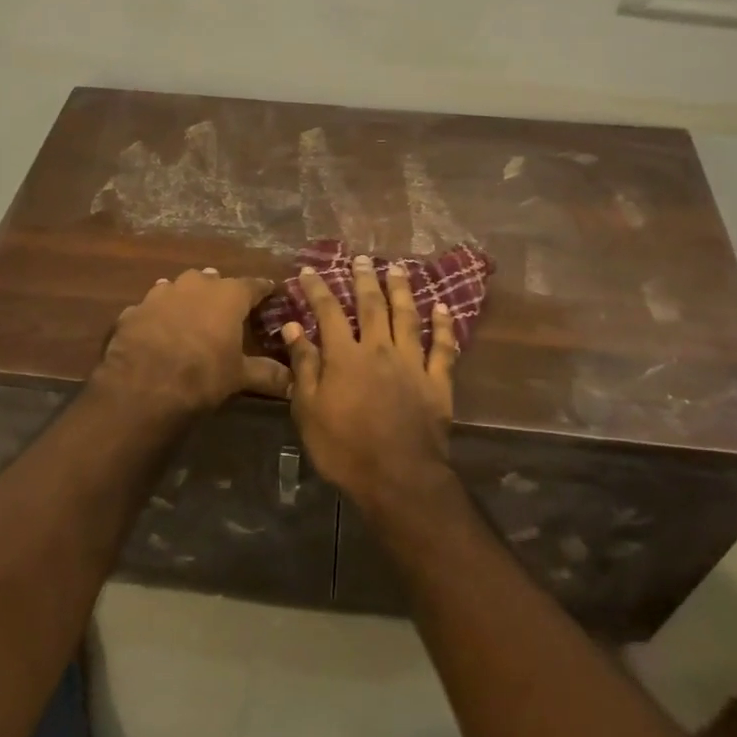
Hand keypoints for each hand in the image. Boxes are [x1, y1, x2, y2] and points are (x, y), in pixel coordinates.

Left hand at [97, 268, 289, 415]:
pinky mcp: (134, 310)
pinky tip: (156, 331)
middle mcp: (196, 284)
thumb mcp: (239, 376)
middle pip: (213, 280)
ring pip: (178, 288)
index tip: (270, 292)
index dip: (262, 290)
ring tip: (189, 313)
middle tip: (225, 307)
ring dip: (185, 298)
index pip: (253, 285)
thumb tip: (293, 382)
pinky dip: (157, 317)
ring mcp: (161, 293)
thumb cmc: (203, 375)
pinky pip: (150, 309)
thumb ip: (266, 374)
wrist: (143, 387)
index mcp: (228, 295)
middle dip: (220, 291)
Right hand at [284, 255, 459, 510]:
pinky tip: (443, 308)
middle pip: (371, 305)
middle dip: (365, 279)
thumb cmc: (345, 448)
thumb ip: (304, 365)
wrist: (399, 478)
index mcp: (345, 356)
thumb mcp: (309, 410)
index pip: (328, 312)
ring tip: (398, 268)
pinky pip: (442, 348)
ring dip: (402, 290)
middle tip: (362, 258)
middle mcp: (379, 349)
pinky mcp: (437, 382)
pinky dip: (443, 327)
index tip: (308, 271)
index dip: (317, 289)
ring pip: (407, 317)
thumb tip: (293, 326)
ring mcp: (412, 363)